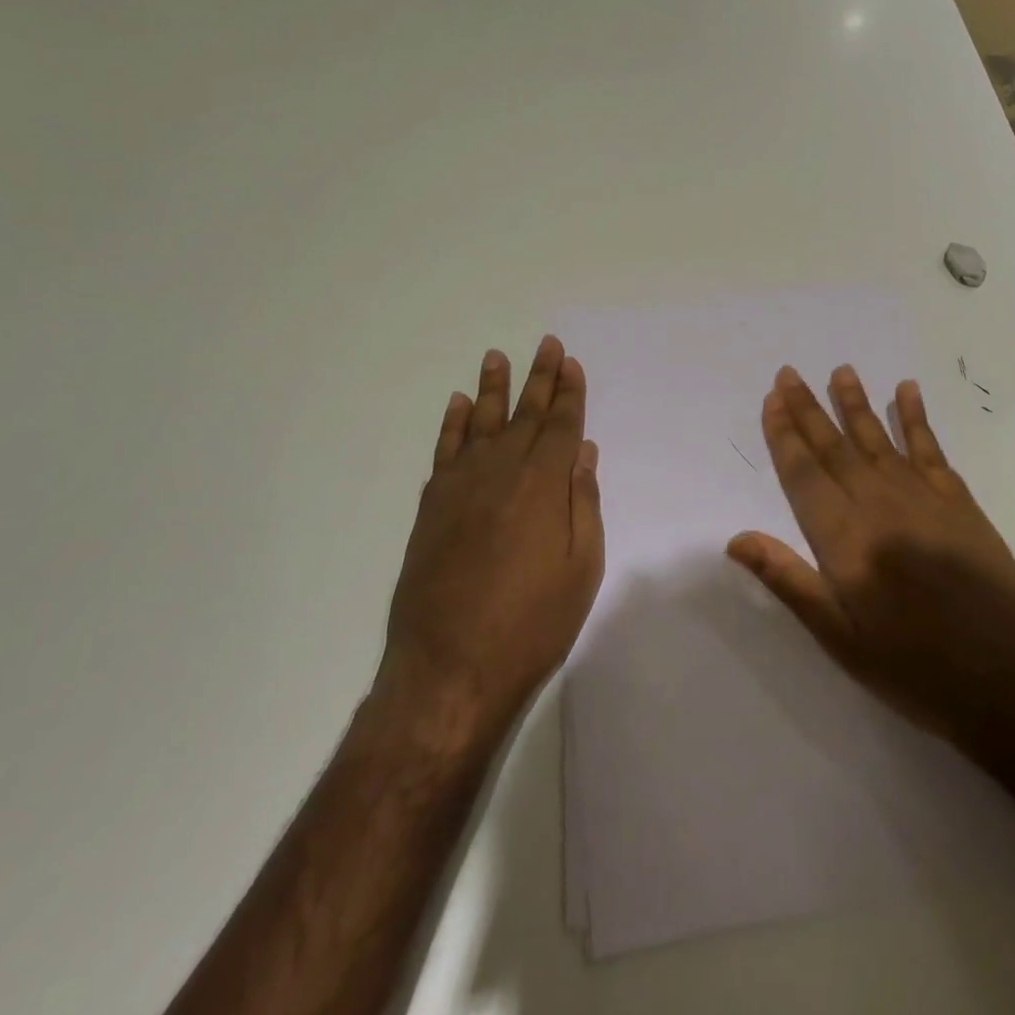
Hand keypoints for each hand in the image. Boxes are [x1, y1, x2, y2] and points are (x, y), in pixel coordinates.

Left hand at [374, 337, 604, 751]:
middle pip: (525, 415)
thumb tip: (583, 454)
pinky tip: (460, 404)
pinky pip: (444, 451)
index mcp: (543, 486)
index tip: (571, 363)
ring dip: (493, 388)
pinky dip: (453, 424)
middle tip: (546, 344)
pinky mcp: (431, 507)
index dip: (569, 394)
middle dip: (540, 378)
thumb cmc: (532, 625)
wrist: (449, 670)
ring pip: (482, 424)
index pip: (561, 426)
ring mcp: (460, 488)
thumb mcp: (581, 569)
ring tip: (498, 356)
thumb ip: (583, 505)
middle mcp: (501, 473)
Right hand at [725, 365, 1014, 755]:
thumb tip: (736, 539)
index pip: (805, 475)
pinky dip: (916, 418)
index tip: (772, 399)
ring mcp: (924, 499)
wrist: (1012, 682)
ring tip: (841, 370)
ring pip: (879, 440)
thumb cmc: (915, 669)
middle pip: (836, 448)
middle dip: (809, 409)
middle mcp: (881, 507)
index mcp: (846, 541)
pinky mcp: (960, 503)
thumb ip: (789, 582)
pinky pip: (930, 449)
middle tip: (790, 373)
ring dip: (856, 403)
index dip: (784, 435)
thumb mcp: (840, 639)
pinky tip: (907, 392)